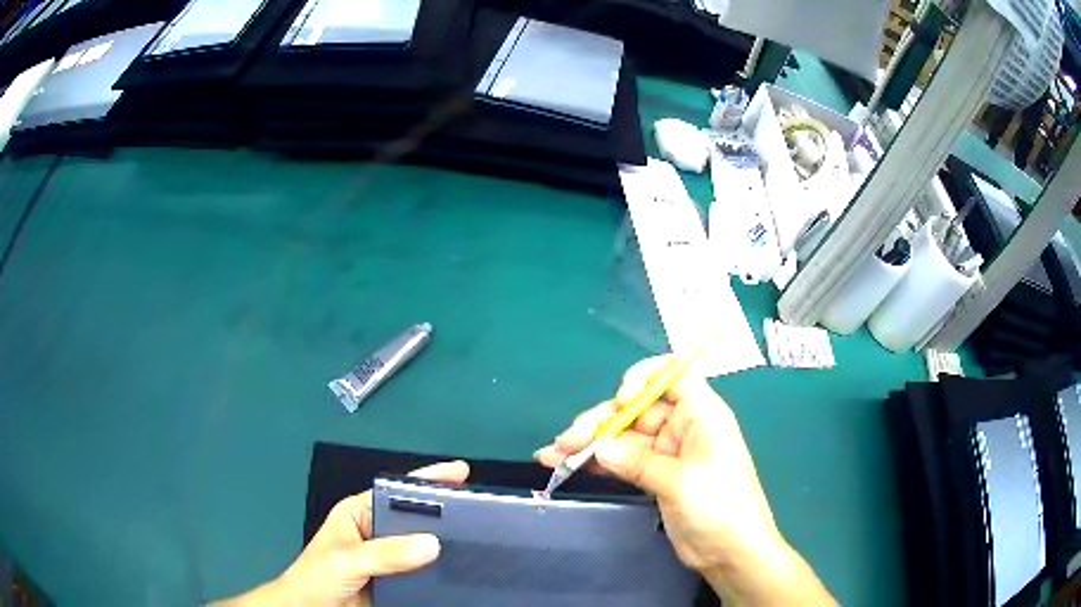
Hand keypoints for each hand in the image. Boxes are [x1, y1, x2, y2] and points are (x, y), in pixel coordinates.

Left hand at [215, 461, 469, 606]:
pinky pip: (425, 572)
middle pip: (415, 518)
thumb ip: (384, 553)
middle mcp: (377, 532)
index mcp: (359, 514)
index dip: (427, 480)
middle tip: (482, 510)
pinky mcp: (399, 583)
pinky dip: (442, 570)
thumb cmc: (316, 578)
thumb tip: (433, 543)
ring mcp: (389, 559)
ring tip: (480, 540)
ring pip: (423, 547)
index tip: (461, 473)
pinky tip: (463, 569)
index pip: (396, 491)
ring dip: (447, 545)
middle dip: (445, 513)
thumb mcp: (345, 560)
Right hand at [535, 357, 832, 605]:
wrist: (731, 553)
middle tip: (566, 442)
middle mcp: (683, 427)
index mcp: (701, 414)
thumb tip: (598, 447)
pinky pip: (621, 461)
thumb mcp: (680, 481)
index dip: (643, 379)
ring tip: (552, 455)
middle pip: (635, 410)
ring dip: (589, 444)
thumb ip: (638, 461)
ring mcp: (666, 453)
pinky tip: (565, 465)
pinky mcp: (654, 476)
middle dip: (600, 422)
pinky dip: (596, 463)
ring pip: (623, 437)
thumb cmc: (720, 507)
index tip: (620, 400)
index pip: (672, 376)